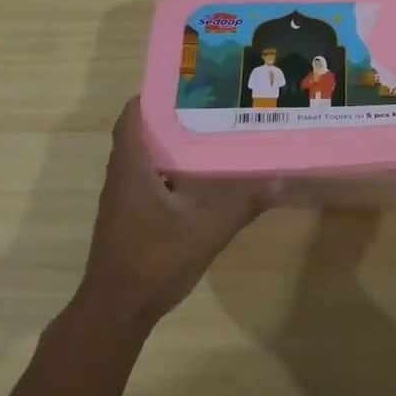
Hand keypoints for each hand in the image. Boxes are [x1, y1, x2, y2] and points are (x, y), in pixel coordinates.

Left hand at [75, 99, 280, 329]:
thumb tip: (279, 180)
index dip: (151, 97)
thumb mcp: (205, 232)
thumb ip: (242, 205)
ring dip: (170, 148)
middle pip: (141, 136)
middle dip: (170, 120)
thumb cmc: (153, 261)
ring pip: (145, 162)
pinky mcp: (128, 221)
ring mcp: (122, 202)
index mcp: (132, 169)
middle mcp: (122, 179)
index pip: (132, 118)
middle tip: (209, 107)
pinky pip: (148, 183)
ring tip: (209, 136)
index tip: (182, 84)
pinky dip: (170, 174)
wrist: (116, 311)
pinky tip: (199, 182)